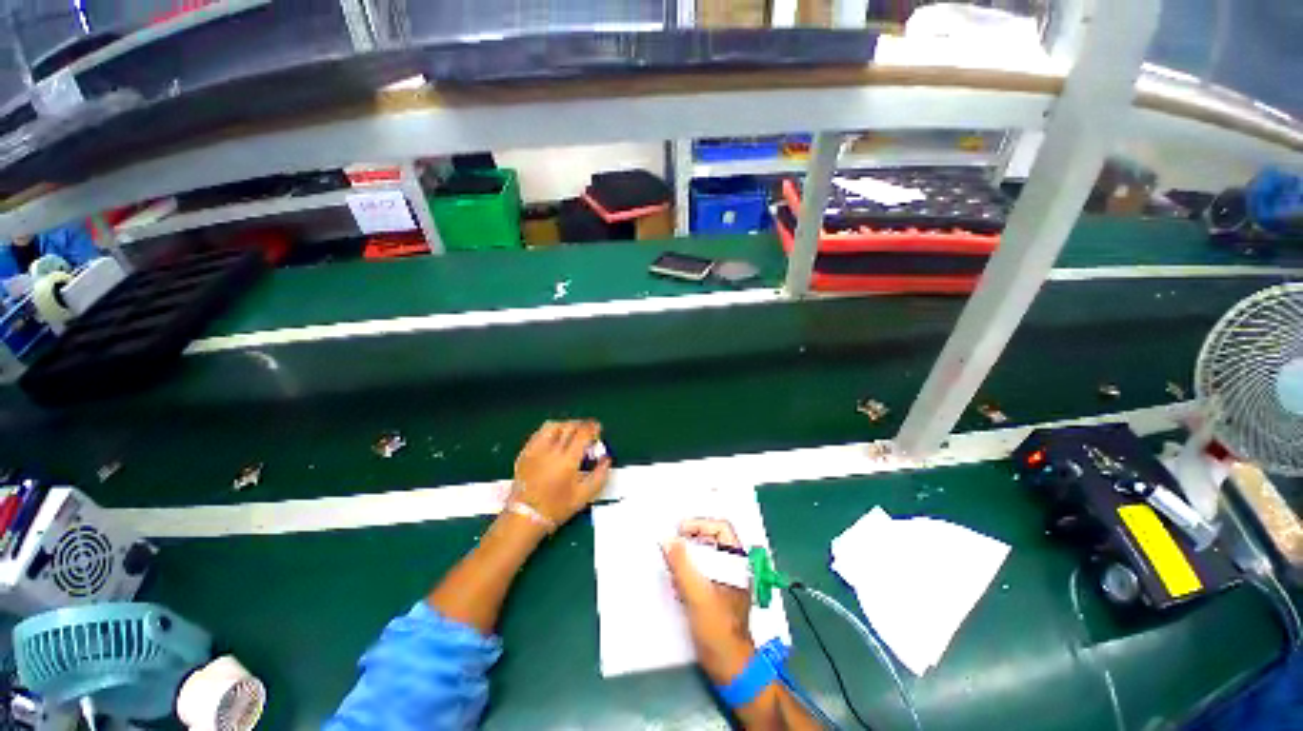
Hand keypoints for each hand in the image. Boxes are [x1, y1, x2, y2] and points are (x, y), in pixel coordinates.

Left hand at [509, 420, 610, 527]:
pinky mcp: (525, 452)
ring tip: (572, 432)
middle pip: (569, 426)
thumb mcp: (584, 496)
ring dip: (566, 425)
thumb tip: (606, 459)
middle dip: (582, 425)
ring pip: (553, 426)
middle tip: (588, 431)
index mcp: (567, 461)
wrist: (525, 517)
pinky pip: (539, 433)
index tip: (598, 429)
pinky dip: (551, 431)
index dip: (593, 428)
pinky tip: (555, 438)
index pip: (583, 433)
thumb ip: (600, 475)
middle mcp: (551, 451)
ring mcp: (536, 450)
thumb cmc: (556, 508)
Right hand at [662, 518, 755, 684]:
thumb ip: (682, 564)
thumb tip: (667, 539)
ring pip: (705, 554)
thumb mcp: (697, 594)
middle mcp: (734, 566)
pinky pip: (701, 570)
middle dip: (690, 538)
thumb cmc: (718, 629)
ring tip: (670, 561)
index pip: (721, 527)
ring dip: (687, 554)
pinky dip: (688, 569)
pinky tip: (676, 579)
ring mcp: (726, 579)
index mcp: (737, 562)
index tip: (679, 531)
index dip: (700, 524)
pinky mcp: (717, 592)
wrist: (729, 667)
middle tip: (671, 544)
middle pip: (712, 539)